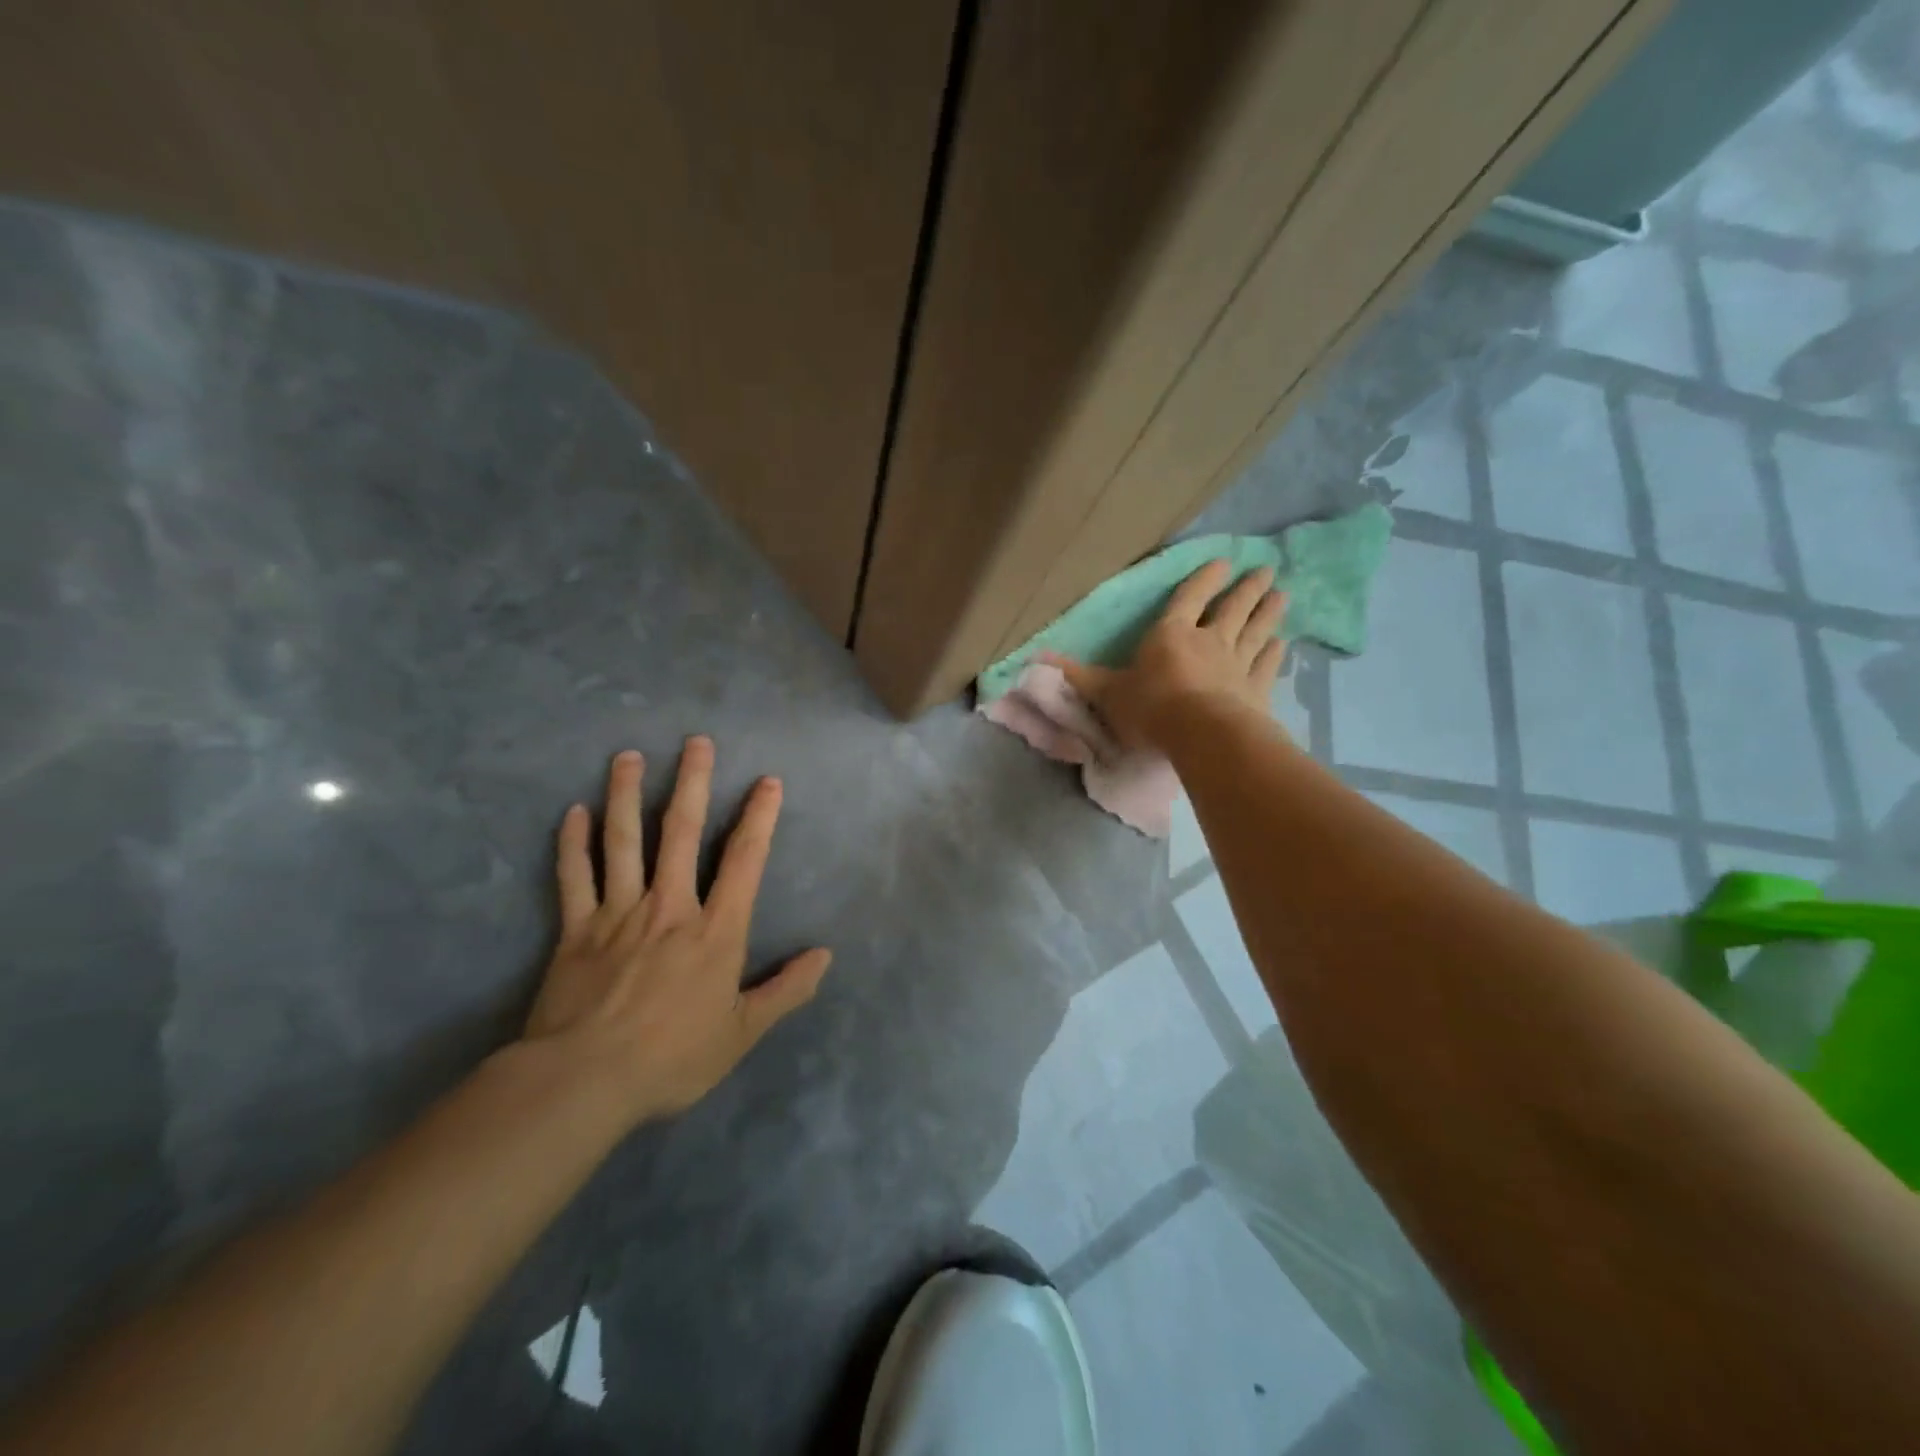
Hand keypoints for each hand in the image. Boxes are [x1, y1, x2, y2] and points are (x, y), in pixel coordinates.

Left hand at [523, 737, 831, 1124]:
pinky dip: (573, 842)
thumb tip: (824, 956)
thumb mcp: (742, 1032)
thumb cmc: (671, 1058)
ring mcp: (618, 914)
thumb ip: (786, 991)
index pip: (744, 860)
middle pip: (680, 832)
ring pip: (623, 842)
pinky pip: (574, 876)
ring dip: (625, 795)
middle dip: (691, 783)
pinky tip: (574, 811)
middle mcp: (669, 907)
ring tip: (628, 756)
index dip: (759, 817)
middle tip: (695, 741)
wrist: (583, 1081)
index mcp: (715, 930)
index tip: (767, 782)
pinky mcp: (575, 930)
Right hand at [1047, 560, 1286, 748]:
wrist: (1201, 736)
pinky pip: (1267, 665)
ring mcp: (1237, 664)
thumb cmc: (1150, 708)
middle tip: (1266, 569)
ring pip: (1256, 630)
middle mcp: (1208, 641)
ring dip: (1269, 612)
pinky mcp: (1256, 690)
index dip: (1203, 579)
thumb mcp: (1106, 693)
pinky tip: (1283, 643)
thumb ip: (1078, 676)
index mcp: (1171, 635)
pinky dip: (1275, 653)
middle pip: (1231, 608)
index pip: (1188, 598)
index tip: (1222, 562)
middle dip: (1247, 588)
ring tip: (1282, 593)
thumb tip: (1036, 660)